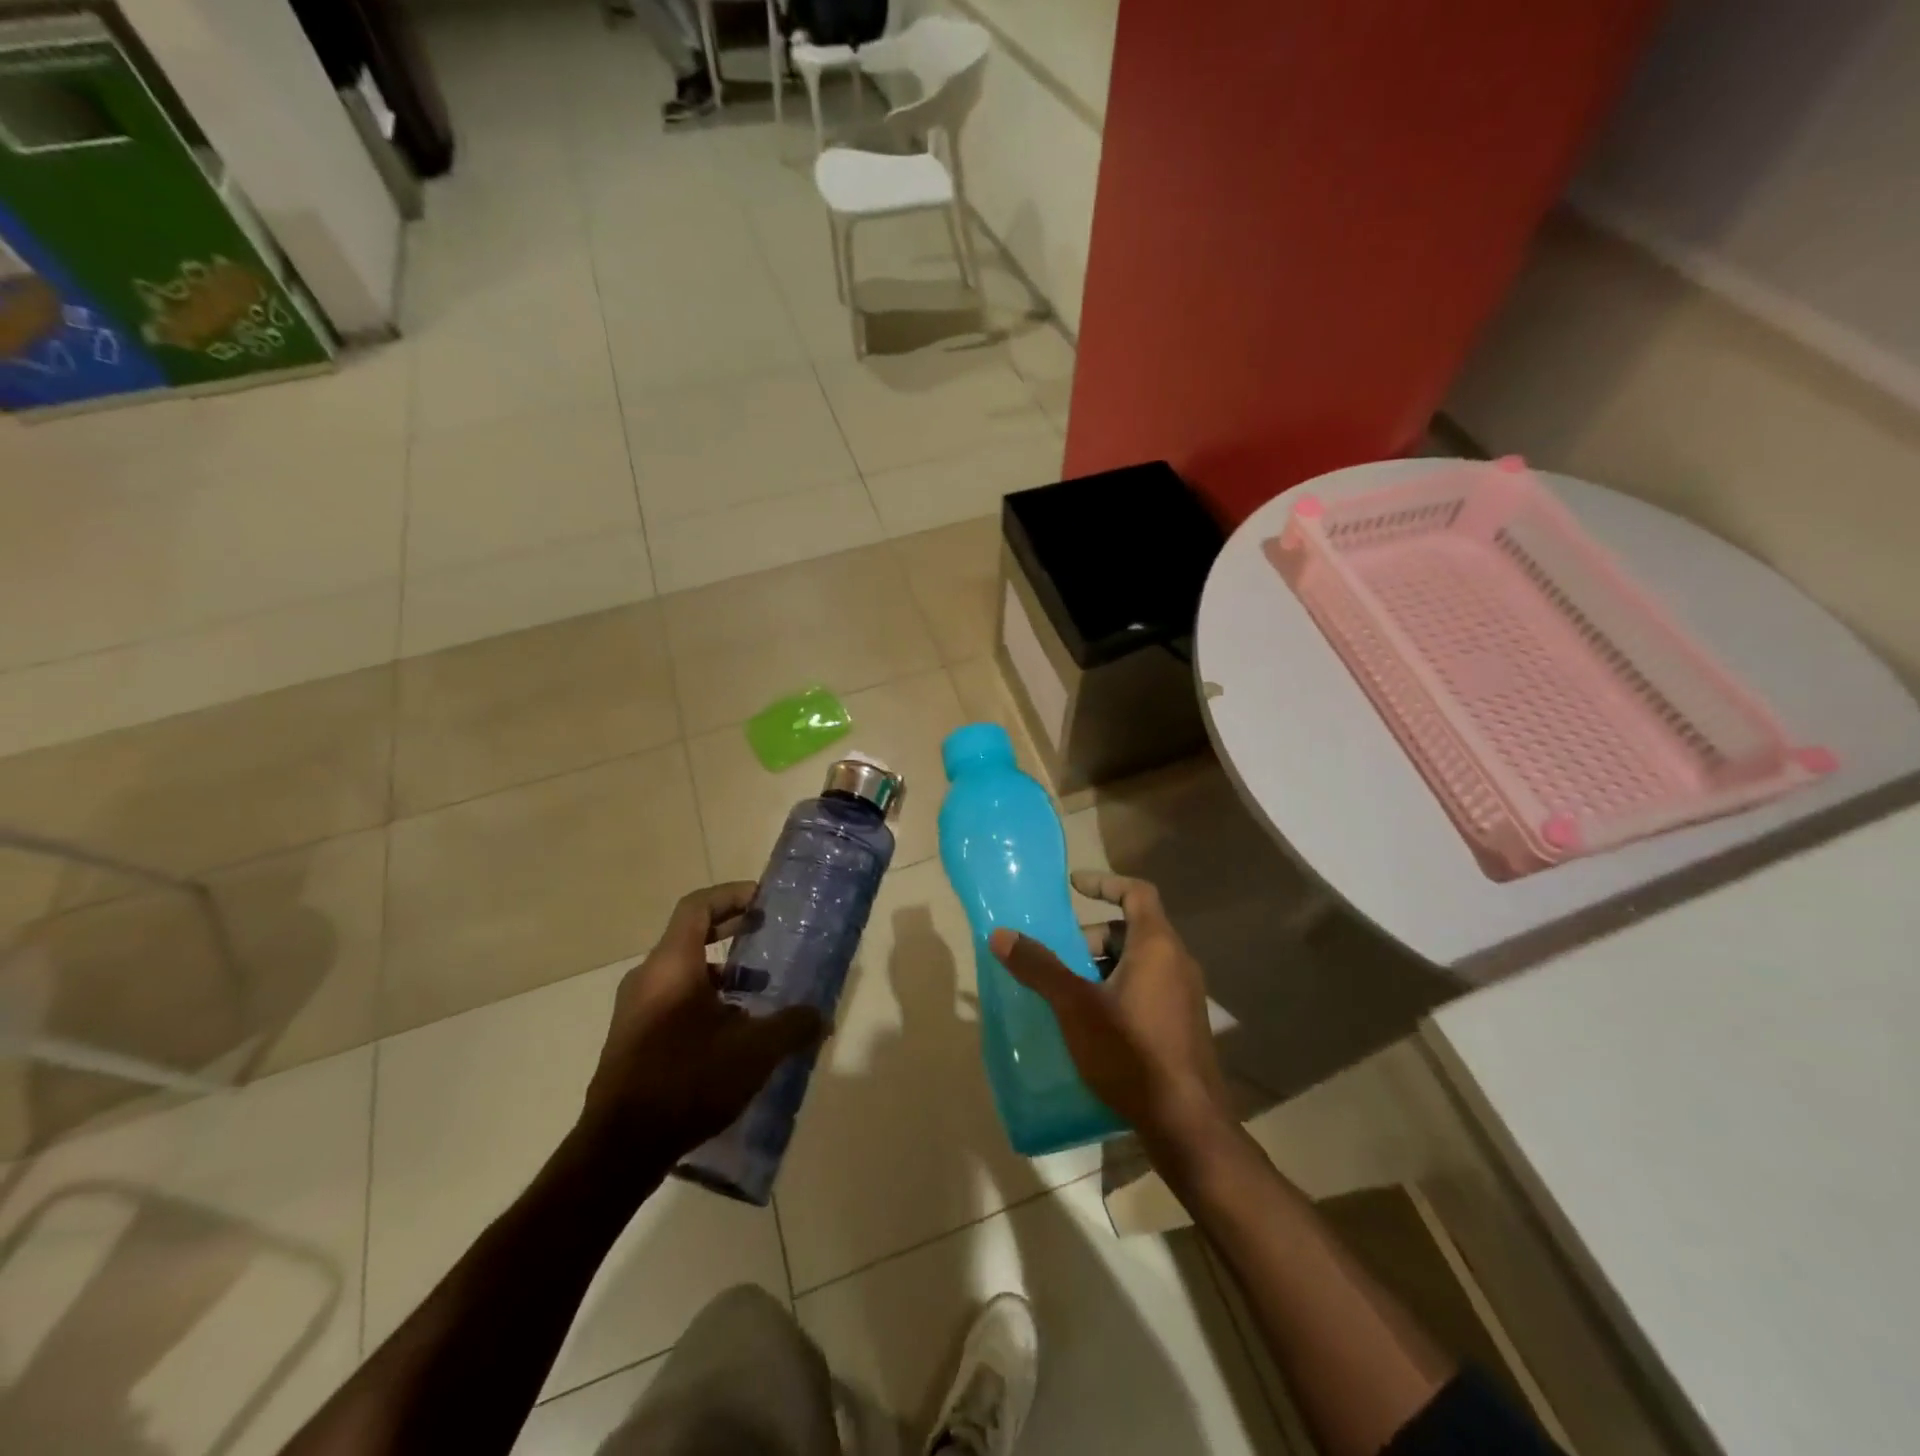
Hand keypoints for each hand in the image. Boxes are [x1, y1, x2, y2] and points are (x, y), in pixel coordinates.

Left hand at [580, 883, 825, 1166]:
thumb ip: (793, 1027)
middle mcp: (648, 978)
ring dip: (721, 973)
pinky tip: (732, 1034)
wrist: (620, 1149)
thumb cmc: (688, 1080)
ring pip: (683, 973)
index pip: (698, 907)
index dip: (731, 895)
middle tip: (766, 934)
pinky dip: (705, 1001)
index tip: (763, 900)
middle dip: (730, 931)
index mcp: (672, 965)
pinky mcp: (632, 1041)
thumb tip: (823, 1018)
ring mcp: (635, 1011)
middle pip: (690, 936)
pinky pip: (673, 1002)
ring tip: (758, 992)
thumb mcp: (755, 1051)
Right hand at [989, 871, 1232, 1152]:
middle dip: (1090, 938)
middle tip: (1058, 959)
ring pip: (1138, 962)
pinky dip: (1116, 989)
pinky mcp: (1183, 1025)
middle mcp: (1177, 962)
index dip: (1104, 882)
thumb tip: (1001, 935)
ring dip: (1101, 966)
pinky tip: (1092, 1023)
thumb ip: (1039, 968)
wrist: (1186, 1123)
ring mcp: (1184, 995)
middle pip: (1131, 930)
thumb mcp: (1075, 1007)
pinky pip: (1146, 988)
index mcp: (1157, 946)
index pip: (1136, 892)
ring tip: (1068, 993)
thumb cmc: (1130, 1052)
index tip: (1073, 885)